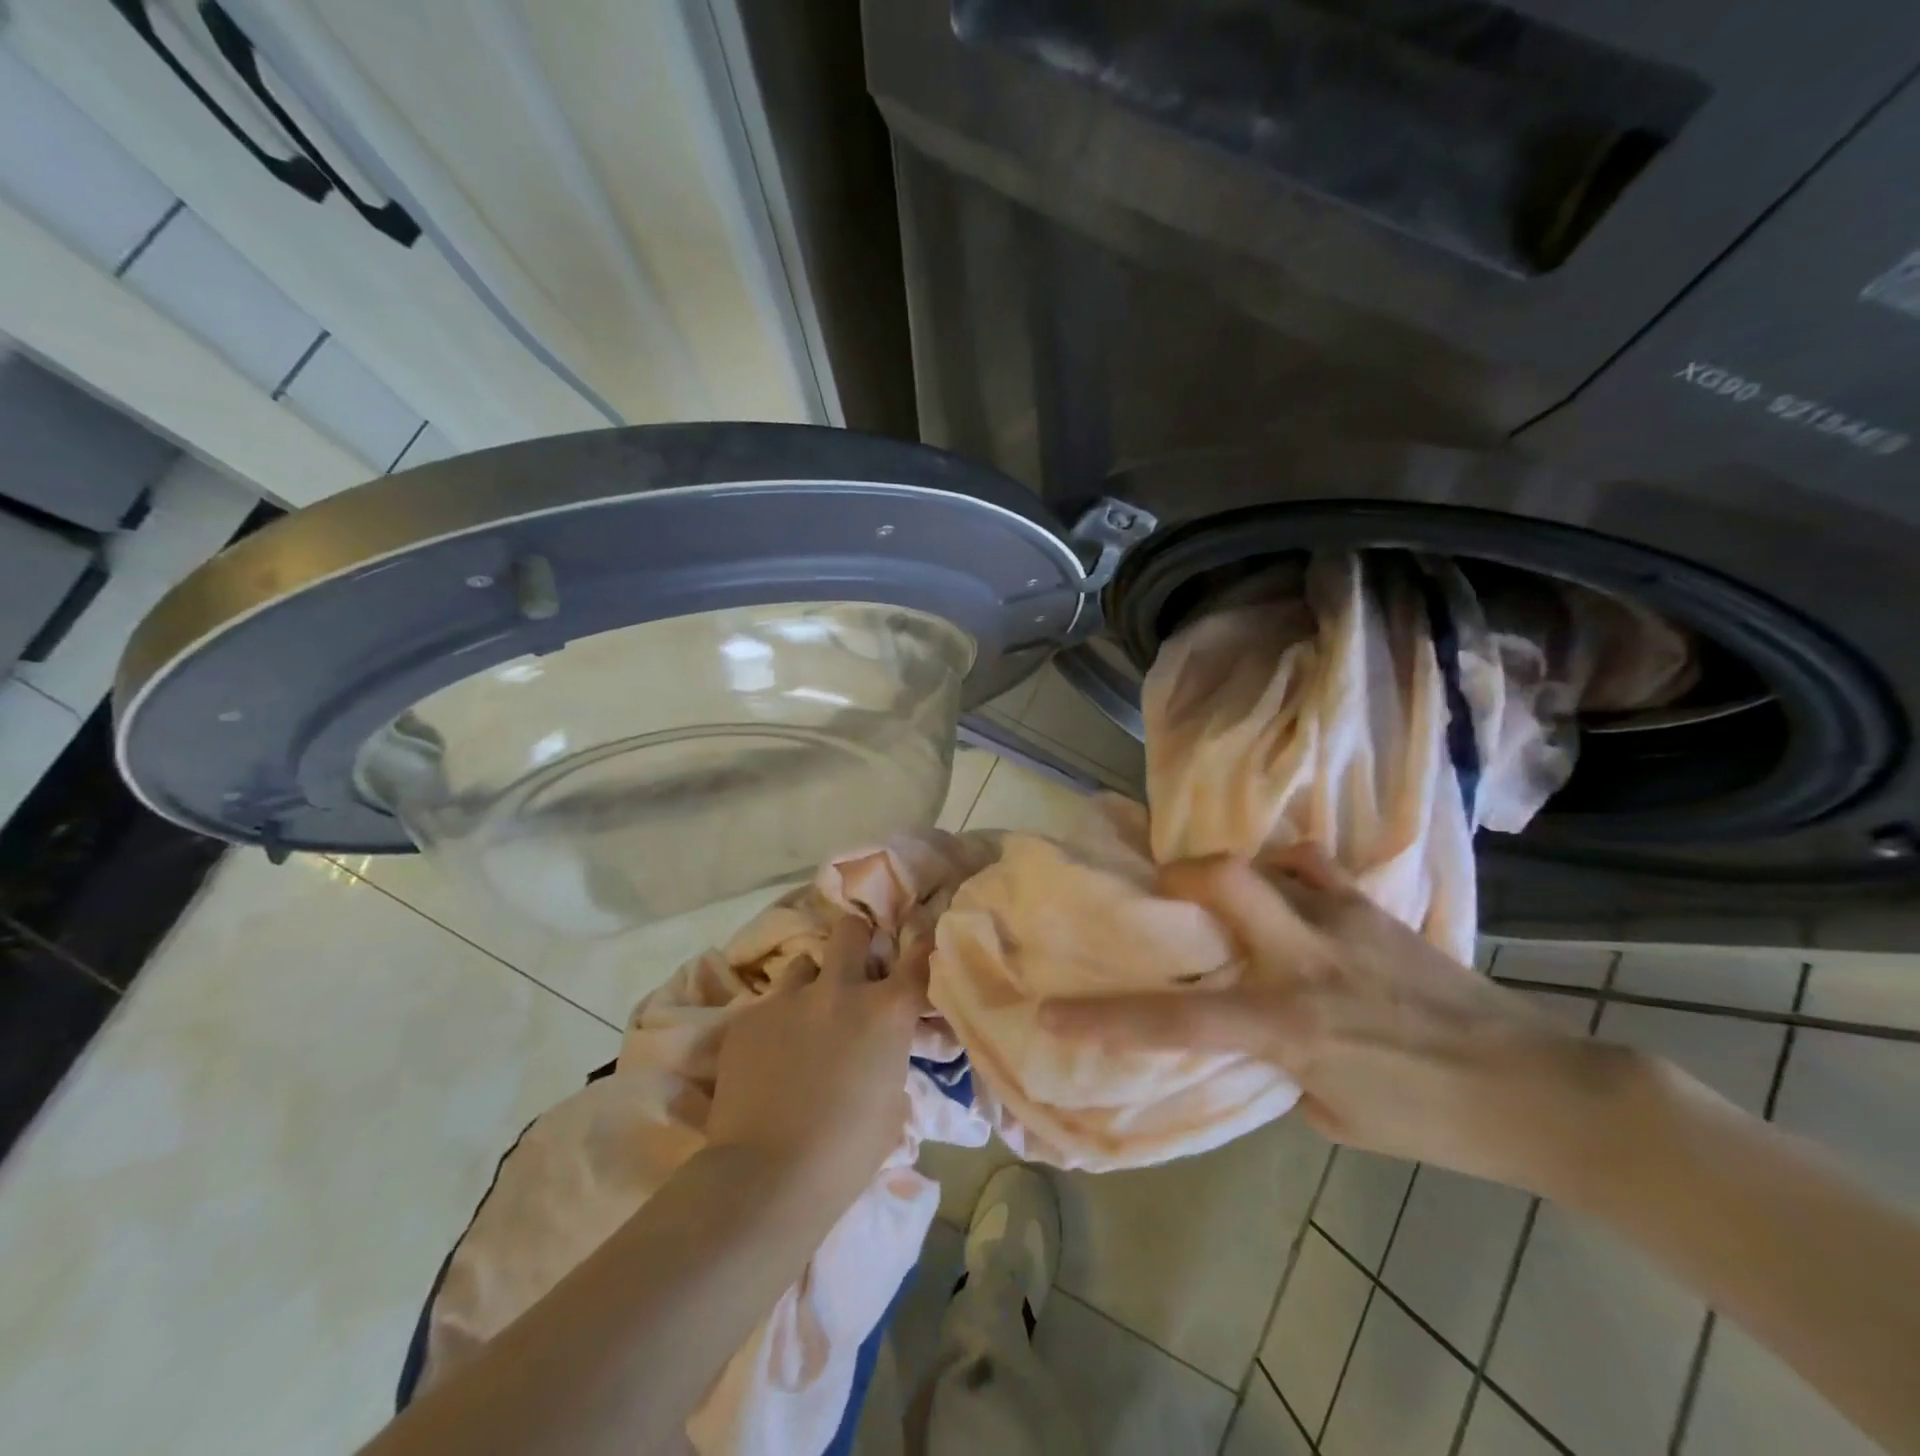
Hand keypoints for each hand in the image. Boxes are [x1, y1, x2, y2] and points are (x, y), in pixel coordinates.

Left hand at [706, 913, 928, 1208]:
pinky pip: (768, 1005)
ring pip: (803, 965)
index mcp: (886, 1011)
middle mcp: (839, 989)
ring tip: (805, 1019)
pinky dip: (776, 1022)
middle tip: (854, 971)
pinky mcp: (747, 1017)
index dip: (924, 948)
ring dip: (812, 985)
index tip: (921, 949)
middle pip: (850, 931)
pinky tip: (769, 1058)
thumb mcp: (892, 1103)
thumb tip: (879, 1049)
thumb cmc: (846, 1153)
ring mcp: (788, 999)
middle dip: (856, 943)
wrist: (766, 1177)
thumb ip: (889, 1057)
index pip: (919, 957)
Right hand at [1042, 846, 1629, 1193]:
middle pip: (1221, 880)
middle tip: (1163, 892)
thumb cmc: (1431, 1120)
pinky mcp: (1376, 909)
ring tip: (1223, 893)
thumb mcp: (1332, 1110)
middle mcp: (1305, 960)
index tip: (1055, 1013)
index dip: (1106, 1020)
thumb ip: (1278, 1062)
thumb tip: (1252, 1029)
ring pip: (1266, 864)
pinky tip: (1288, 890)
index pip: (1176, 1023)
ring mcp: (1343, 922)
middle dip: (1176, 874)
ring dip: (1232, 873)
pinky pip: (1314, 869)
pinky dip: (1288, 871)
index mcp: (1288, 1025)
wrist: (1538, 1089)